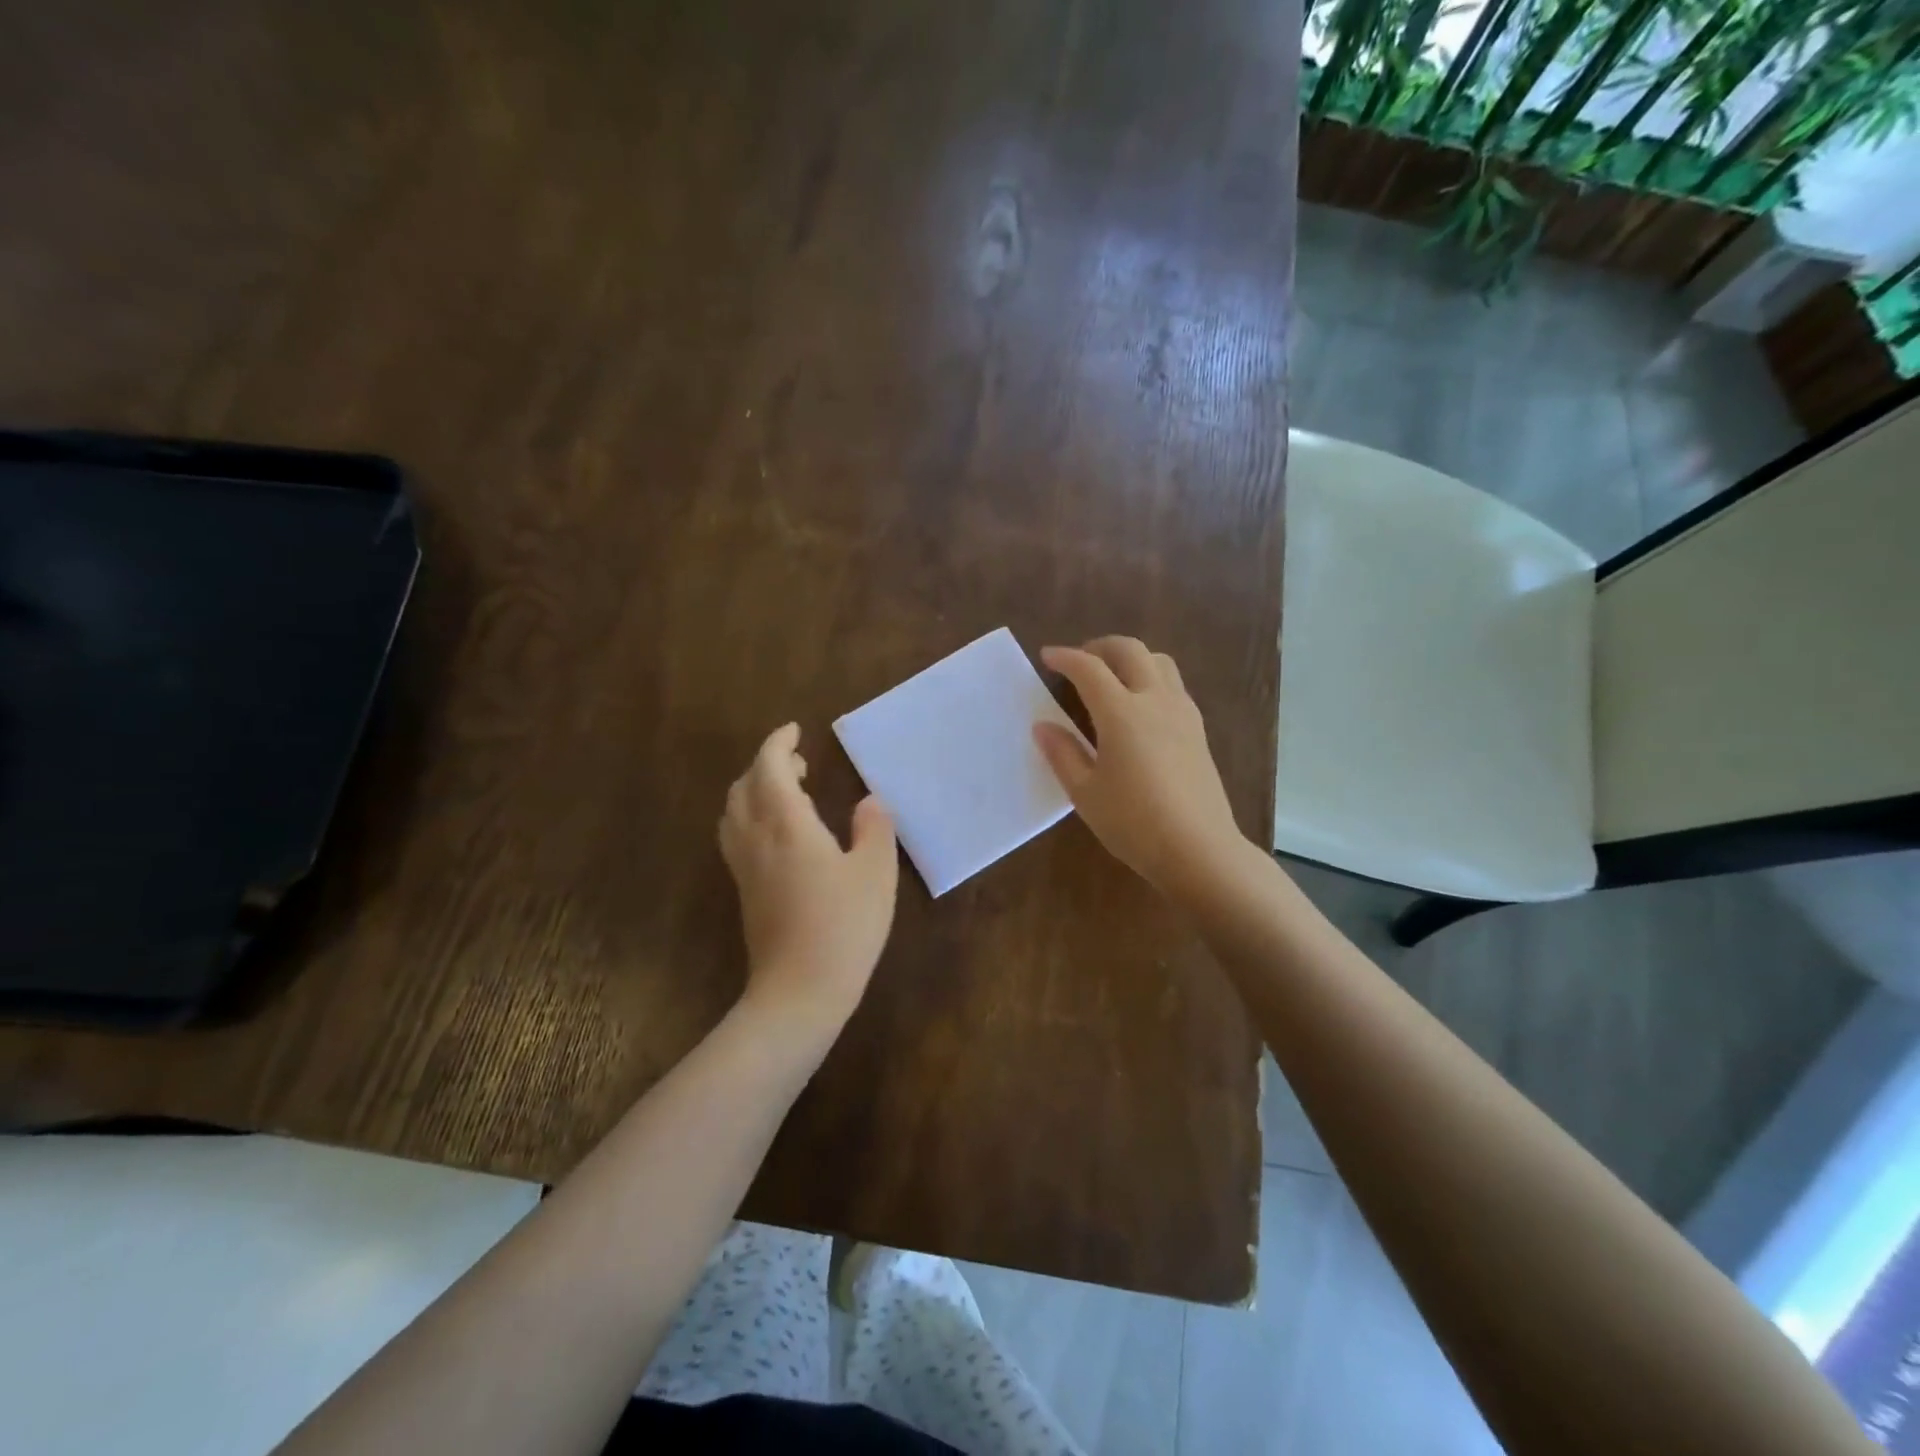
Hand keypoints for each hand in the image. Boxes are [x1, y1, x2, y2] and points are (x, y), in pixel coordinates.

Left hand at [719, 723, 898, 1030]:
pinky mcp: (744, 891)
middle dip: (766, 764)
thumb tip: (869, 801)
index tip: (795, 730)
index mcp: (787, 825)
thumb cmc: (844, 927)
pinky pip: (735, 836)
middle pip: (745, 786)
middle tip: (799, 763)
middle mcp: (757, 839)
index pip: (769, 768)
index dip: (778, 743)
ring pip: (734, 811)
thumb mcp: (875, 873)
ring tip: (787, 793)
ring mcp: (744, 867)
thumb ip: (874, 829)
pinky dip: (750, 816)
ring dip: (754, 789)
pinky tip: (778, 834)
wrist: (799, 992)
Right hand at [1033, 637, 1246, 898]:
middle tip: (1079, 661)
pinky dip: (1150, 678)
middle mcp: (1155, 700)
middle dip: (1100, 647)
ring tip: (1111, 678)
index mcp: (1121, 712)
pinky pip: (1173, 685)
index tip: (1048, 656)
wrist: (1199, 849)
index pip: (1089, 668)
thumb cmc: (1134, 823)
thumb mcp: (1085, 793)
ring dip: (1131, 658)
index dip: (1066, 658)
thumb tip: (1043, 726)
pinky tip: (1139, 708)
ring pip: (1159, 662)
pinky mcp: (1198, 730)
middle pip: (1130, 650)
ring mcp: (1182, 712)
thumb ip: (1062, 753)